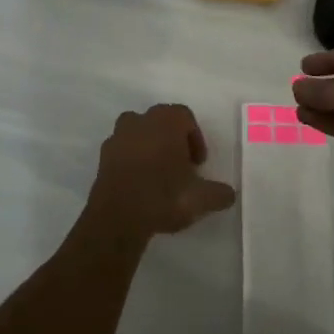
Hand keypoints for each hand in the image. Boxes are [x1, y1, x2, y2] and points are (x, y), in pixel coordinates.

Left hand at [84, 104, 236, 239]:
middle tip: (180, 168)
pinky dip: (131, 160)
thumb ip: (219, 193)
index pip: (185, 117)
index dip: (195, 138)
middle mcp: (141, 120)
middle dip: (172, 140)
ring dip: (150, 146)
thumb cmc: (164, 196)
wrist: (118, 216)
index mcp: (167, 121)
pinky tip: (139, 183)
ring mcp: (119, 135)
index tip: (198, 164)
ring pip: (139, 132)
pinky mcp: (103, 154)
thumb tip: (229, 194)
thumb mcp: (201, 199)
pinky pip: (123, 149)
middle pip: (161, 121)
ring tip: (158, 174)